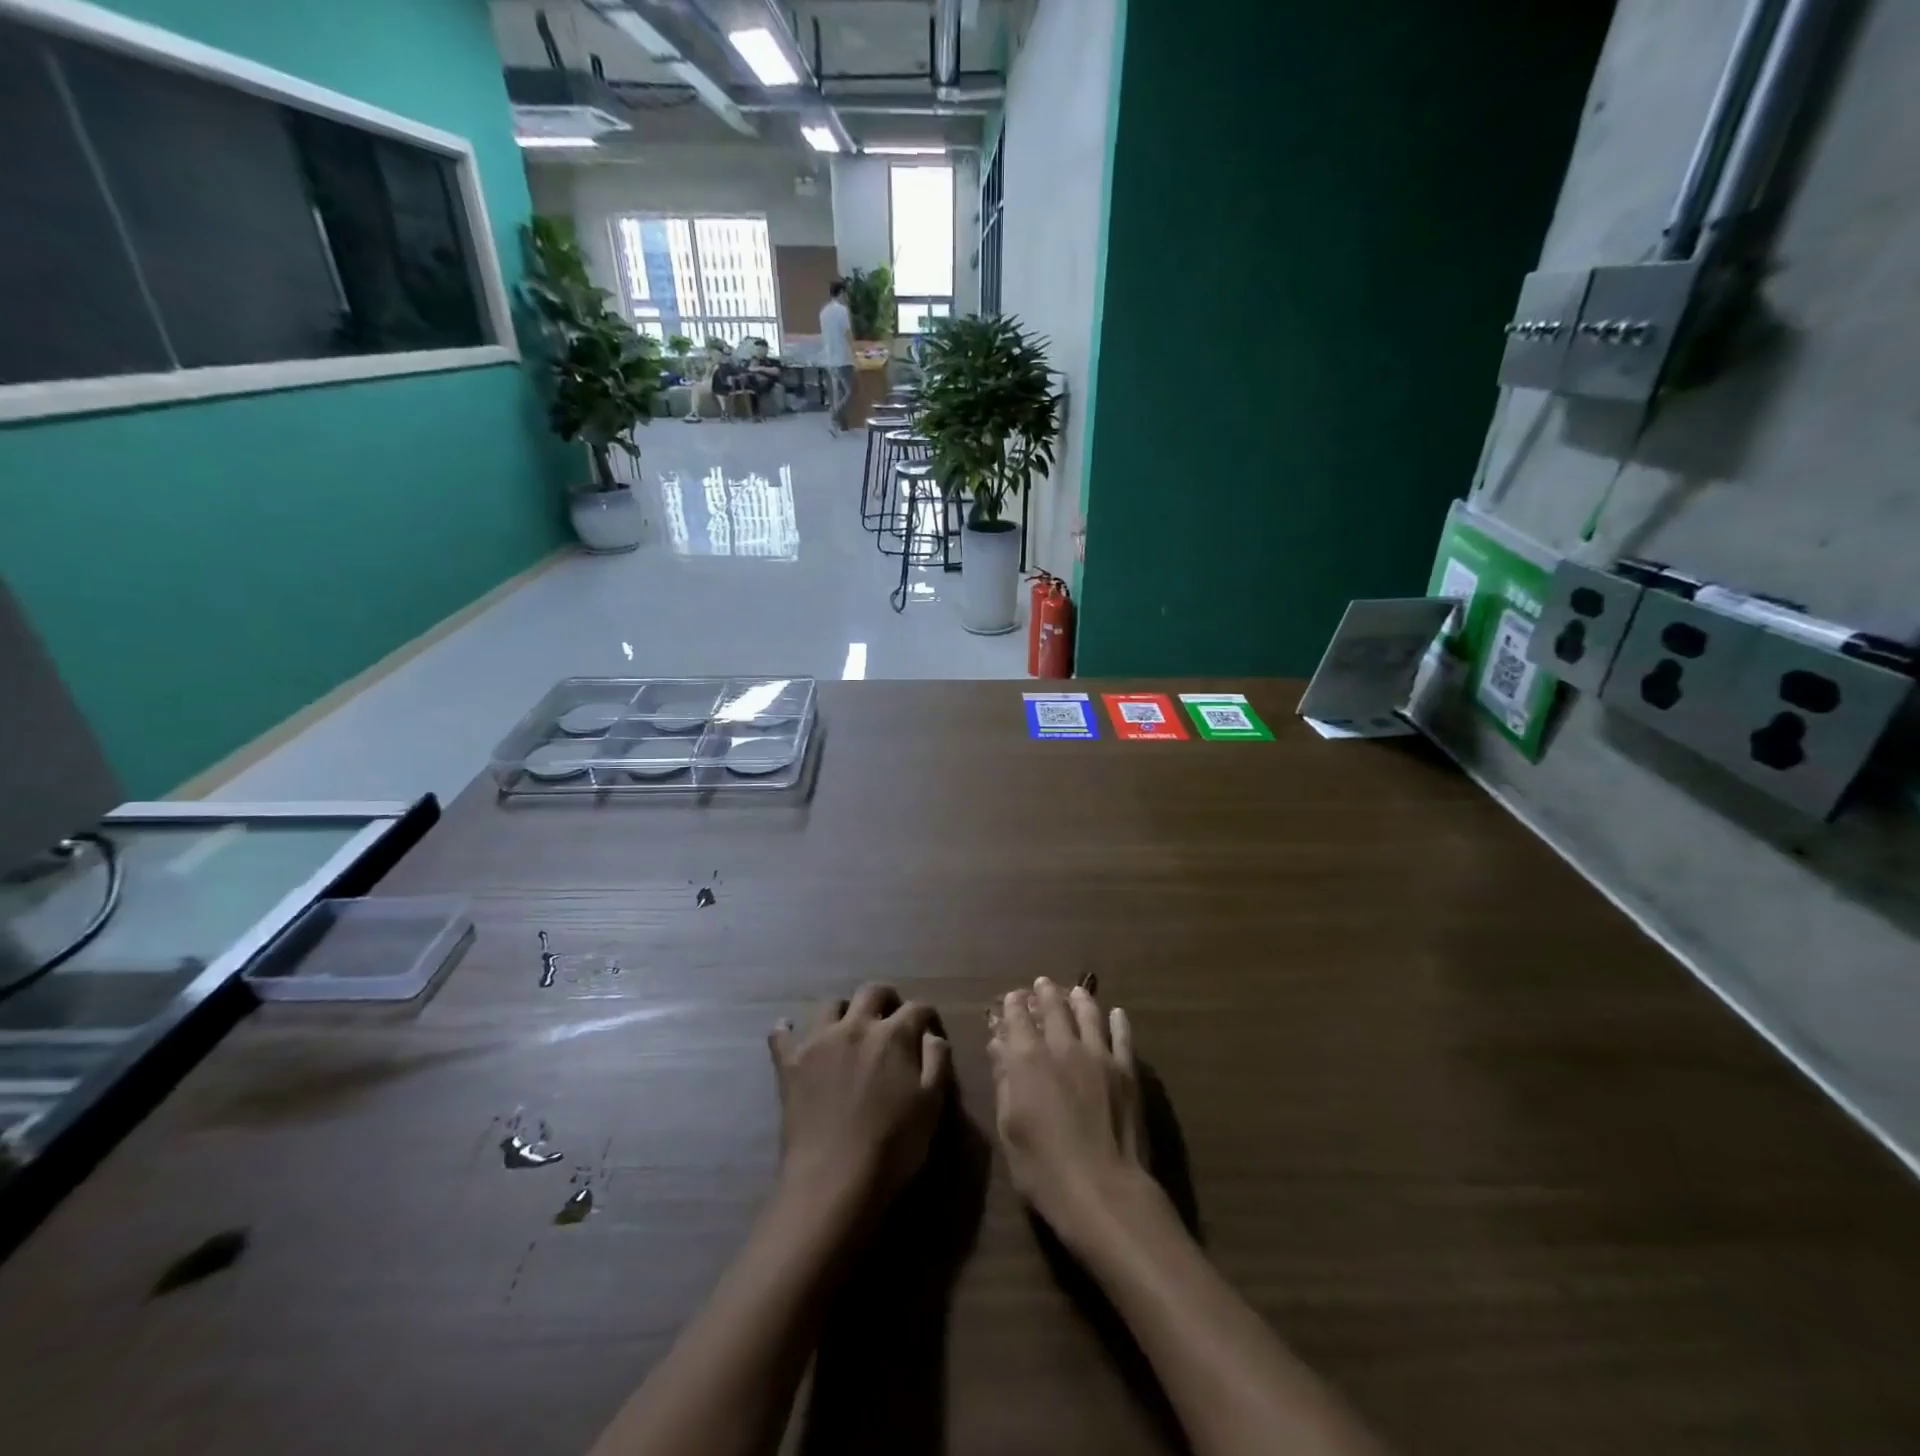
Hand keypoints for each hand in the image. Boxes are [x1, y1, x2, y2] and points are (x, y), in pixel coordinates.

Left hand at [769, 984, 950, 1210]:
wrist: (834, 1179)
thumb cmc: (893, 1145)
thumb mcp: (932, 1105)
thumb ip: (936, 1062)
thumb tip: (931, 1035)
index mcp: (894, 1035)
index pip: (917, 1008)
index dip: (926, 1016)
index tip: (929, 1029)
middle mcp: (856, 1026)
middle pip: (872, 992)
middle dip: (886, 998)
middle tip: (890, 1016)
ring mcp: (819, 1041)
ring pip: (831, 1005)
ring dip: (844, 1011)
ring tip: (848, 1028)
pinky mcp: (790, 1063)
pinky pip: (781, 1036)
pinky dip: (785, 1031)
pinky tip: (787, 1031)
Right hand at [989, 976, 1145, 1248]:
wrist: (1103, 1190)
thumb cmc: (1043, 1168)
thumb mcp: (1009, 1128)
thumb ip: (1005, 1081)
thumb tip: (999, 1047)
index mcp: (1027, 1059)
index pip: (1017, 1020)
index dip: (1014, 1006)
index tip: (1013, 997)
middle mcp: (1062, 1046)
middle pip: (1054, 1009)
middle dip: (1045, 993)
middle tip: (1043, 983)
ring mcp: (1098, 1055)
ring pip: (1088, 1014)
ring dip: (1079, 999)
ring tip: (1076, 991)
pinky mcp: (1126, 1070)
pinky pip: (1122, 1036)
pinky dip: (1118, 1022)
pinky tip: (1117, 1013)